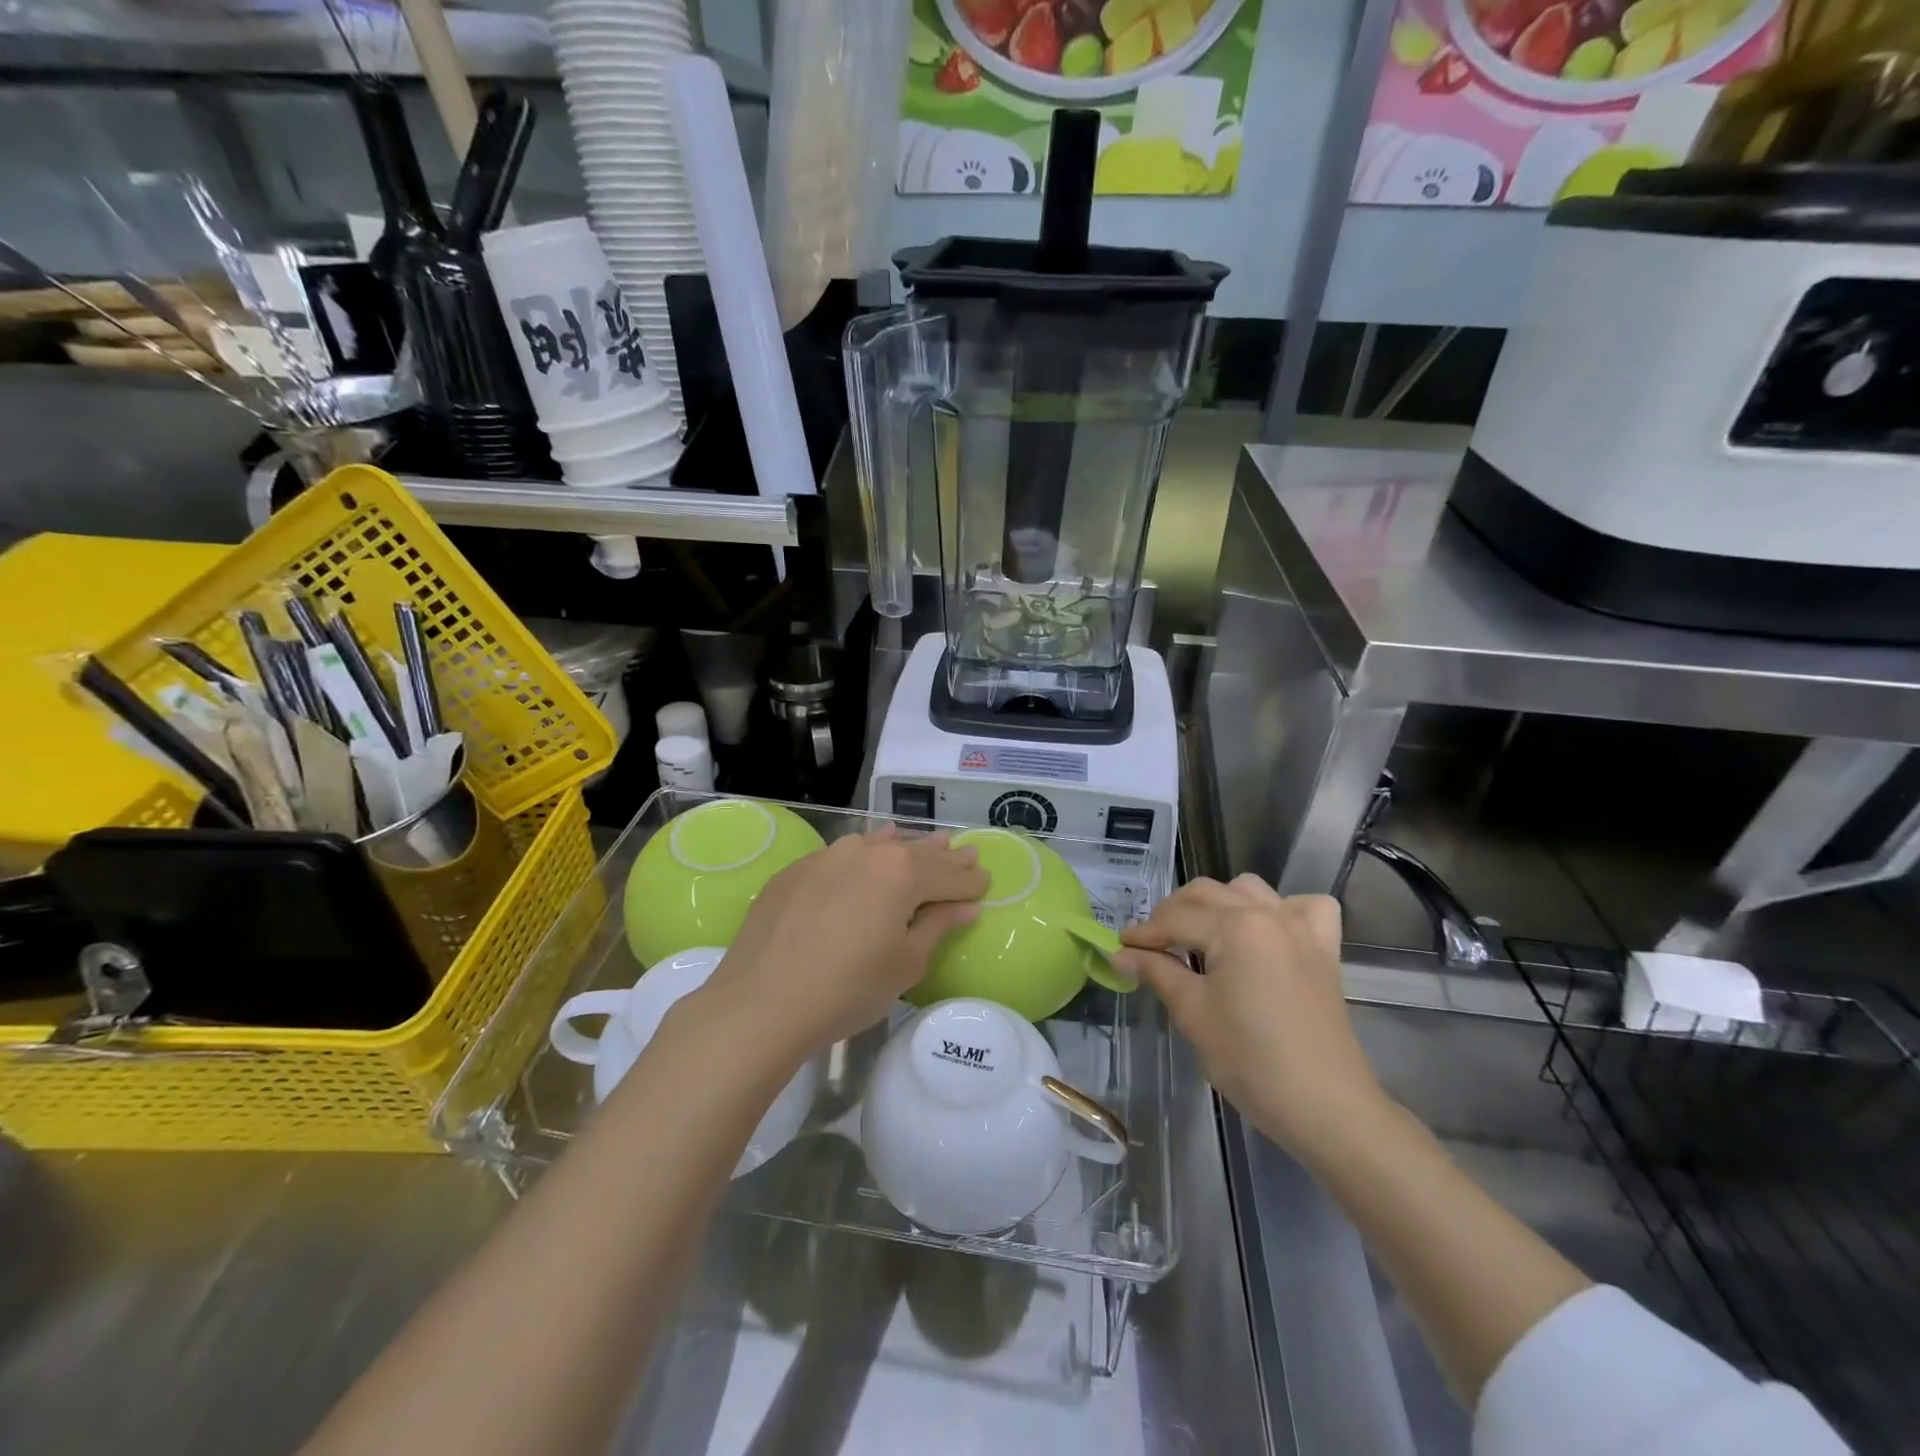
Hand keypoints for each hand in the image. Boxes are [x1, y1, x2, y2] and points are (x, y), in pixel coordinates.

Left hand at [694, 827, 988, 1068]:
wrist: (761, 1002)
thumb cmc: (848, 988)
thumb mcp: (906, 964)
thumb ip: (938, 926)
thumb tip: (965, 906)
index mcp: (903, 873)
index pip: (950, 875)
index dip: (971, 881)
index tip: (986, 880)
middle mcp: (868, 852)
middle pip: (917, 853)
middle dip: (945, 857)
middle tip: (967, 853)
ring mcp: (828, 856)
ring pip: (879, 846)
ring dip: (906, 848)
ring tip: (927, 842)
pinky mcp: (797, 870)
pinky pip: (843, 855)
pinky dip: (866, 854)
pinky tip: (869, 850)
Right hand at [1116, 876, 1388, 1165]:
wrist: (1325, 1106)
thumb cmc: (1251, 1060)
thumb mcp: (1193, 1013)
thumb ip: (1156, 971)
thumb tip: (1120, 953)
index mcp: (1234, 926)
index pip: (1175, 919)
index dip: (1143, 934)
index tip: (1119, 947)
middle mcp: (1267, 913)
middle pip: (1206, 895)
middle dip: (1172, 914)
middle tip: (1151, 947)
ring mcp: (1300, 927)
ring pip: (1247, 890)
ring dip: (1217, 904)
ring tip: (1200, 936)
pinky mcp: (1323, 948)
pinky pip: (1303, 907)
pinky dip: (1281, 909)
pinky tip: (1267, 931)